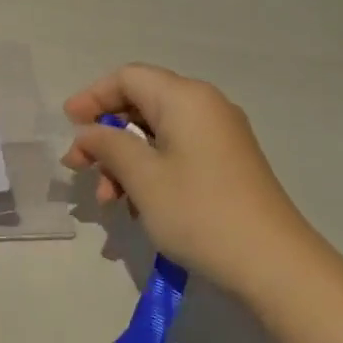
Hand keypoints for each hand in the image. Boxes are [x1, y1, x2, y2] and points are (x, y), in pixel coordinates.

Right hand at [61, 64, 311, 297]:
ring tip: (109, 201)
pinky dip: (151, 171)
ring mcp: (221, 136)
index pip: (128, 78)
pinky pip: (178, 152)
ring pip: (158, 133)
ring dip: (125, 160)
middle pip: (142, 103)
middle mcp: (205, 106)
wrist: (274, 265)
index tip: (68, 125)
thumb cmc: (200, 212)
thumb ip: (108, 146)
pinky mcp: (228, 164)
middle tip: (80, 167)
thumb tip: (89, 133)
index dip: (93, 97)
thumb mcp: (143, 177)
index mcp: (185, 98)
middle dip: (107, 135)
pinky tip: (138, 207)